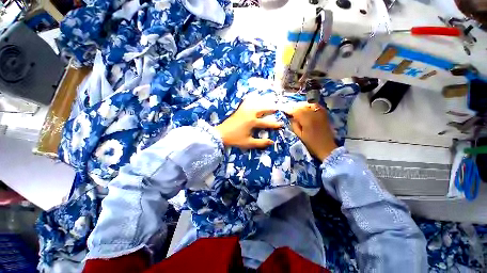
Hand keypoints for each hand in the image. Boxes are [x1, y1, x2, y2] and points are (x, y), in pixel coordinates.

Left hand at [216, 95, 282, 148]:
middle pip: (263, 109)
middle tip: (277, 108)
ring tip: (268, 100)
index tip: (281, 124)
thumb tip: (272, 142)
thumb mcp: (248, 143)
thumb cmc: (235, 139)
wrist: (221, 134)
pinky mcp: (239, 110)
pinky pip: (246, 102)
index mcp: (252, 122)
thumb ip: (261, 143)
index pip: (266, 123)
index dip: (274, 124)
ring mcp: (243, 111)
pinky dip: (250, 99)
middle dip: (271, 108)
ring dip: (262, 102)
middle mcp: (249, 114)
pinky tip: (252, 96)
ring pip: (255, 103)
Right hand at [284, 102, 336, 160]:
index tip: (283, 110)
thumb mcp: (299, 135)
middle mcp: (314, 114)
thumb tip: (291, 118)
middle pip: (302, 106)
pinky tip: (306, 108)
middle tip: (288, 110)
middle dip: (294, 107)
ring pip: (308, 105)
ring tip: (296, 109)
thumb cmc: (311, 144)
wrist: (327, 148)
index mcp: (307, 120)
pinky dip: (310, 106)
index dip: (289, 110)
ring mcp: (320, 113)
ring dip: (301, 106)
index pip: (295, 111)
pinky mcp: (324, 114)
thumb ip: (294, 125)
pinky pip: (316, 106)